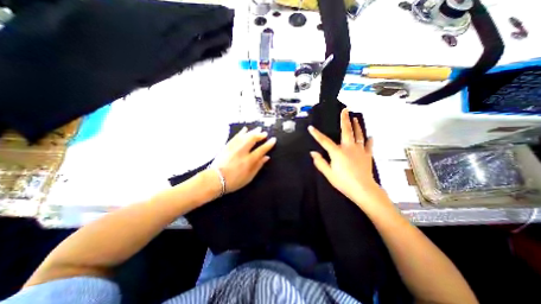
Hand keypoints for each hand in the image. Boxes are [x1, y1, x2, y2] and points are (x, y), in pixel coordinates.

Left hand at [209, 126, 274, 193]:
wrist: (215, 179)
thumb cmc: (234, 181)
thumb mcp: (249, 177)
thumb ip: (258, 166)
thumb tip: (266, 157)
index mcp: (249, 161)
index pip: (261, 150)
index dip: (268, 144)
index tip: (273, 139)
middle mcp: (242, 152)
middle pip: (252, 139)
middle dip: (260, 135)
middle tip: (264, 133)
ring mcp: (234, 148)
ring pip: (245, 136)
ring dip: (252, 132)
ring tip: (258, 129)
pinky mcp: (227, 146)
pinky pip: (236, 137)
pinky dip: (241, 132)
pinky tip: (245, 129)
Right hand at [309, 108, 379, 204]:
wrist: (363, 189)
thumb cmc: (343, 182)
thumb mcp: (328, 174)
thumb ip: (320, 162)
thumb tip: (313, 153)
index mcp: (337, 152)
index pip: (324, 141)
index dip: (316, 134)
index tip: (311, 127)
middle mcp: (349, 148)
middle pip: (346, 131)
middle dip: (344, 120)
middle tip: (345, 110)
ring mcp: (359, 150)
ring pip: (358, 135)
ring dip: (357, 126)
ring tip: (355, 118)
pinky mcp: (367, 155)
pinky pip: (368, 145)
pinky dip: (369, 140)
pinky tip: (370, 136)